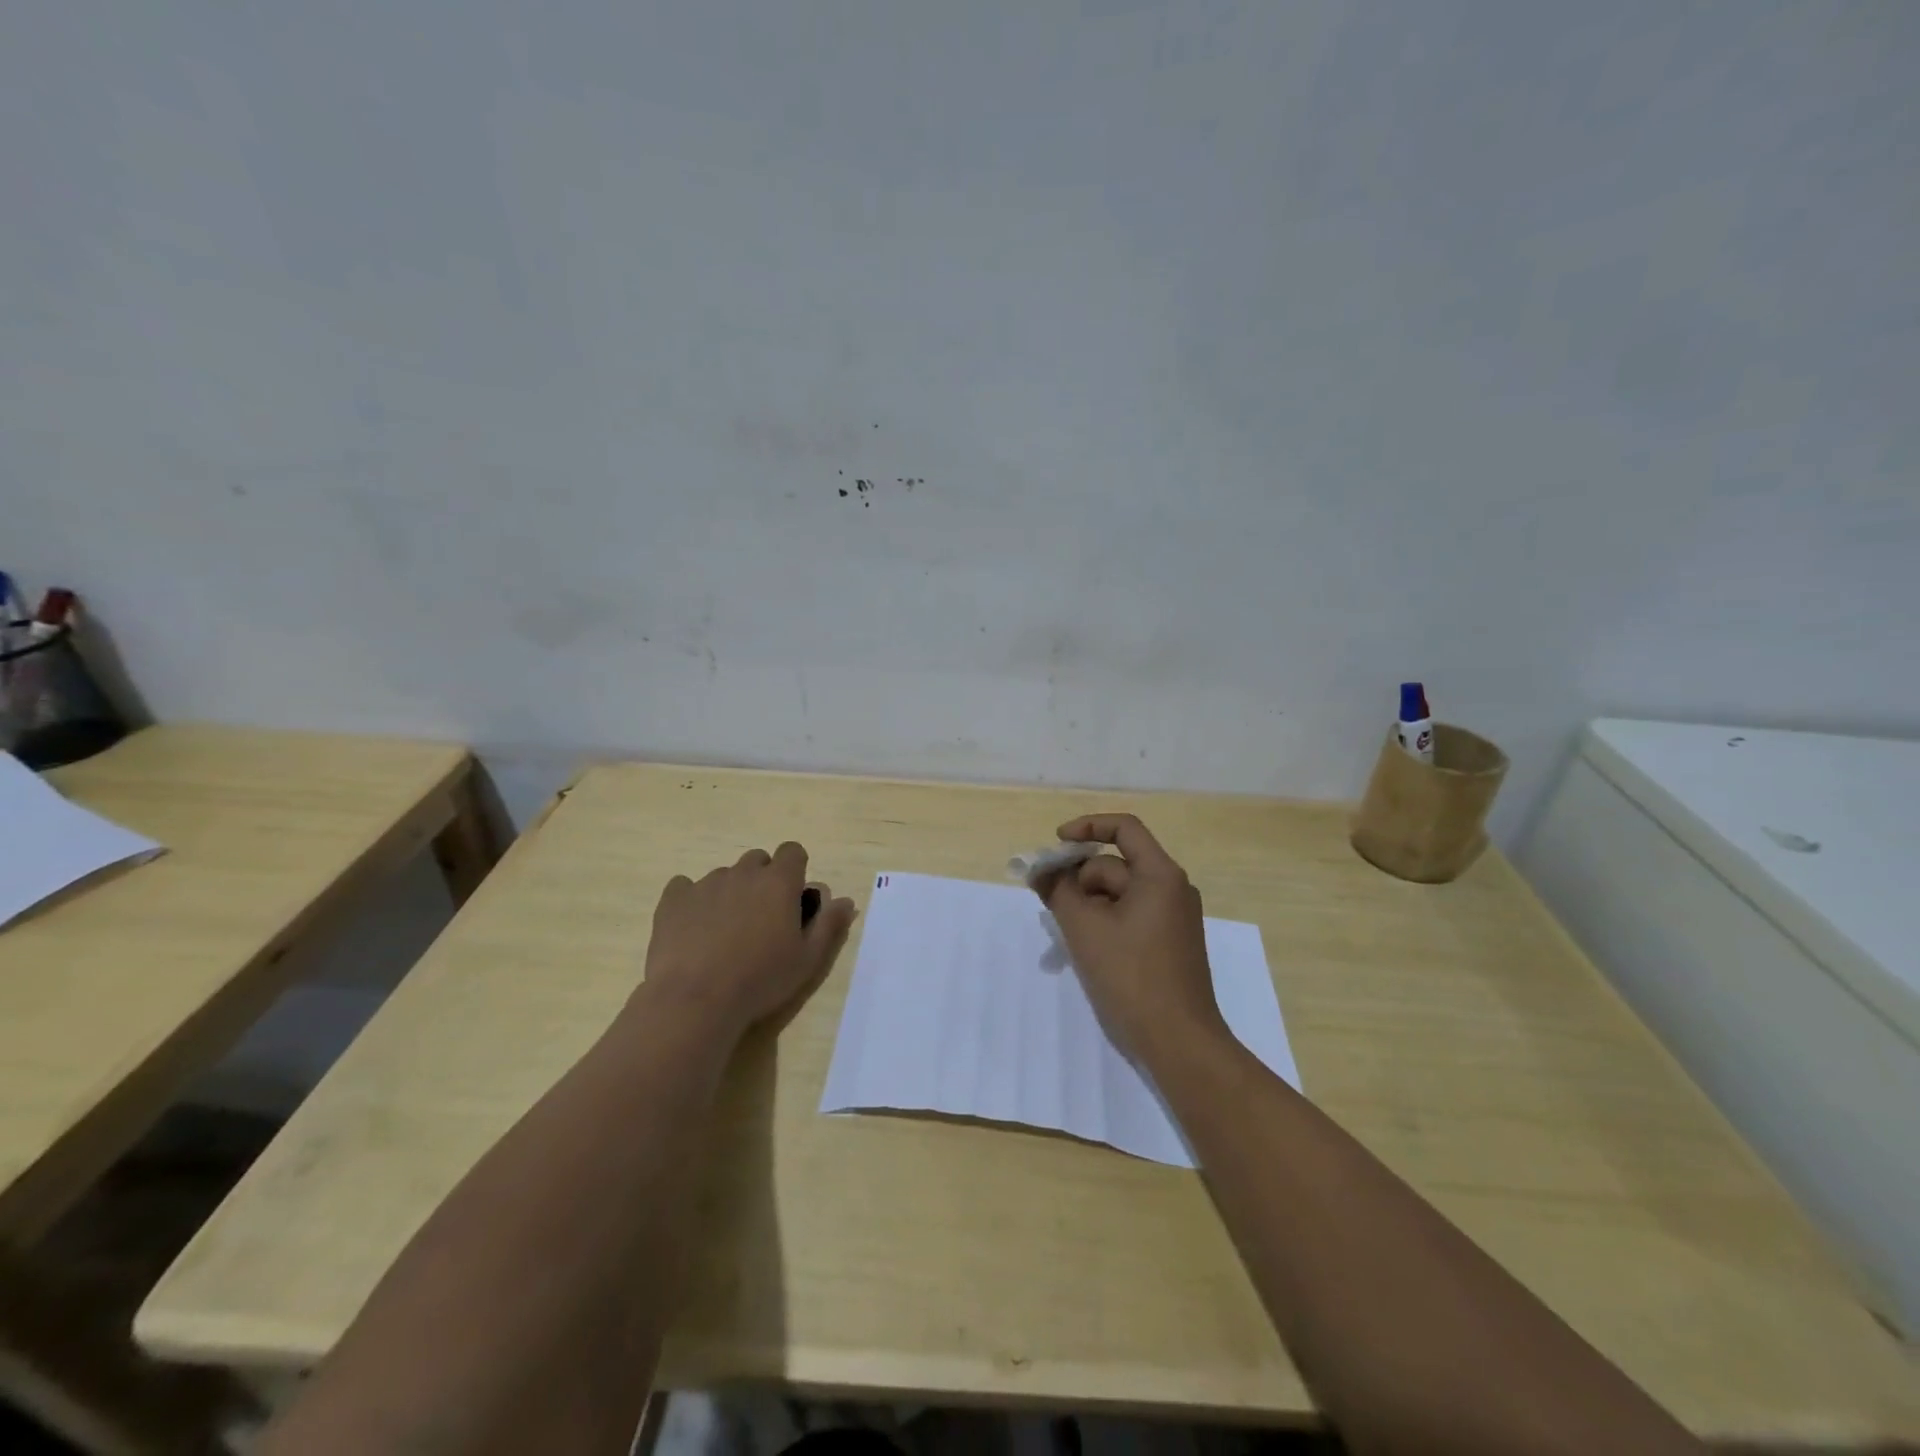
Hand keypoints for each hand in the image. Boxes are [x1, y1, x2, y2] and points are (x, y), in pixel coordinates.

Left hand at [643, 842, 855, 1040]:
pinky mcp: (674, 899)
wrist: (695, 1000)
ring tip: (725, 932)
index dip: (795, 870)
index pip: (793, 851)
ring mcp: (705, 883)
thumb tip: (845, 901)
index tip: (792, 898)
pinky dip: (692, 901)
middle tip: (761, 918)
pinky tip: (693, 929)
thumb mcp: (808, 959)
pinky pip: (685, 887)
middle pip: (758, 860)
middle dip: (763, 880)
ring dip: (730, 893)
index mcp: (779, 882)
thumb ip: (829, 925)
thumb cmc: (761, 979)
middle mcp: (743, 873)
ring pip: (724, 875)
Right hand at [1035, 814, 1226, 1063]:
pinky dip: (1105, 922)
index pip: (1123, 828)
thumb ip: (1058, 890)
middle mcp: (1173, 889)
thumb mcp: (1084, 928)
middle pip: (1116, 865)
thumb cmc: (1131, 976)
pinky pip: (1130, 916)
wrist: (1179, 1042)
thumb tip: (1041, 869)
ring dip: (1089, 904)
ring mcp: (1173, 918)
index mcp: (1161, 875)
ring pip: (1120, 894)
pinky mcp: (1169, 944)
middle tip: (1049, 905)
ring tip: (1066, 935)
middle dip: (1080, 879)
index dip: (1086, 827)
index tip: (1056, 845)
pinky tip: (1086, 949)